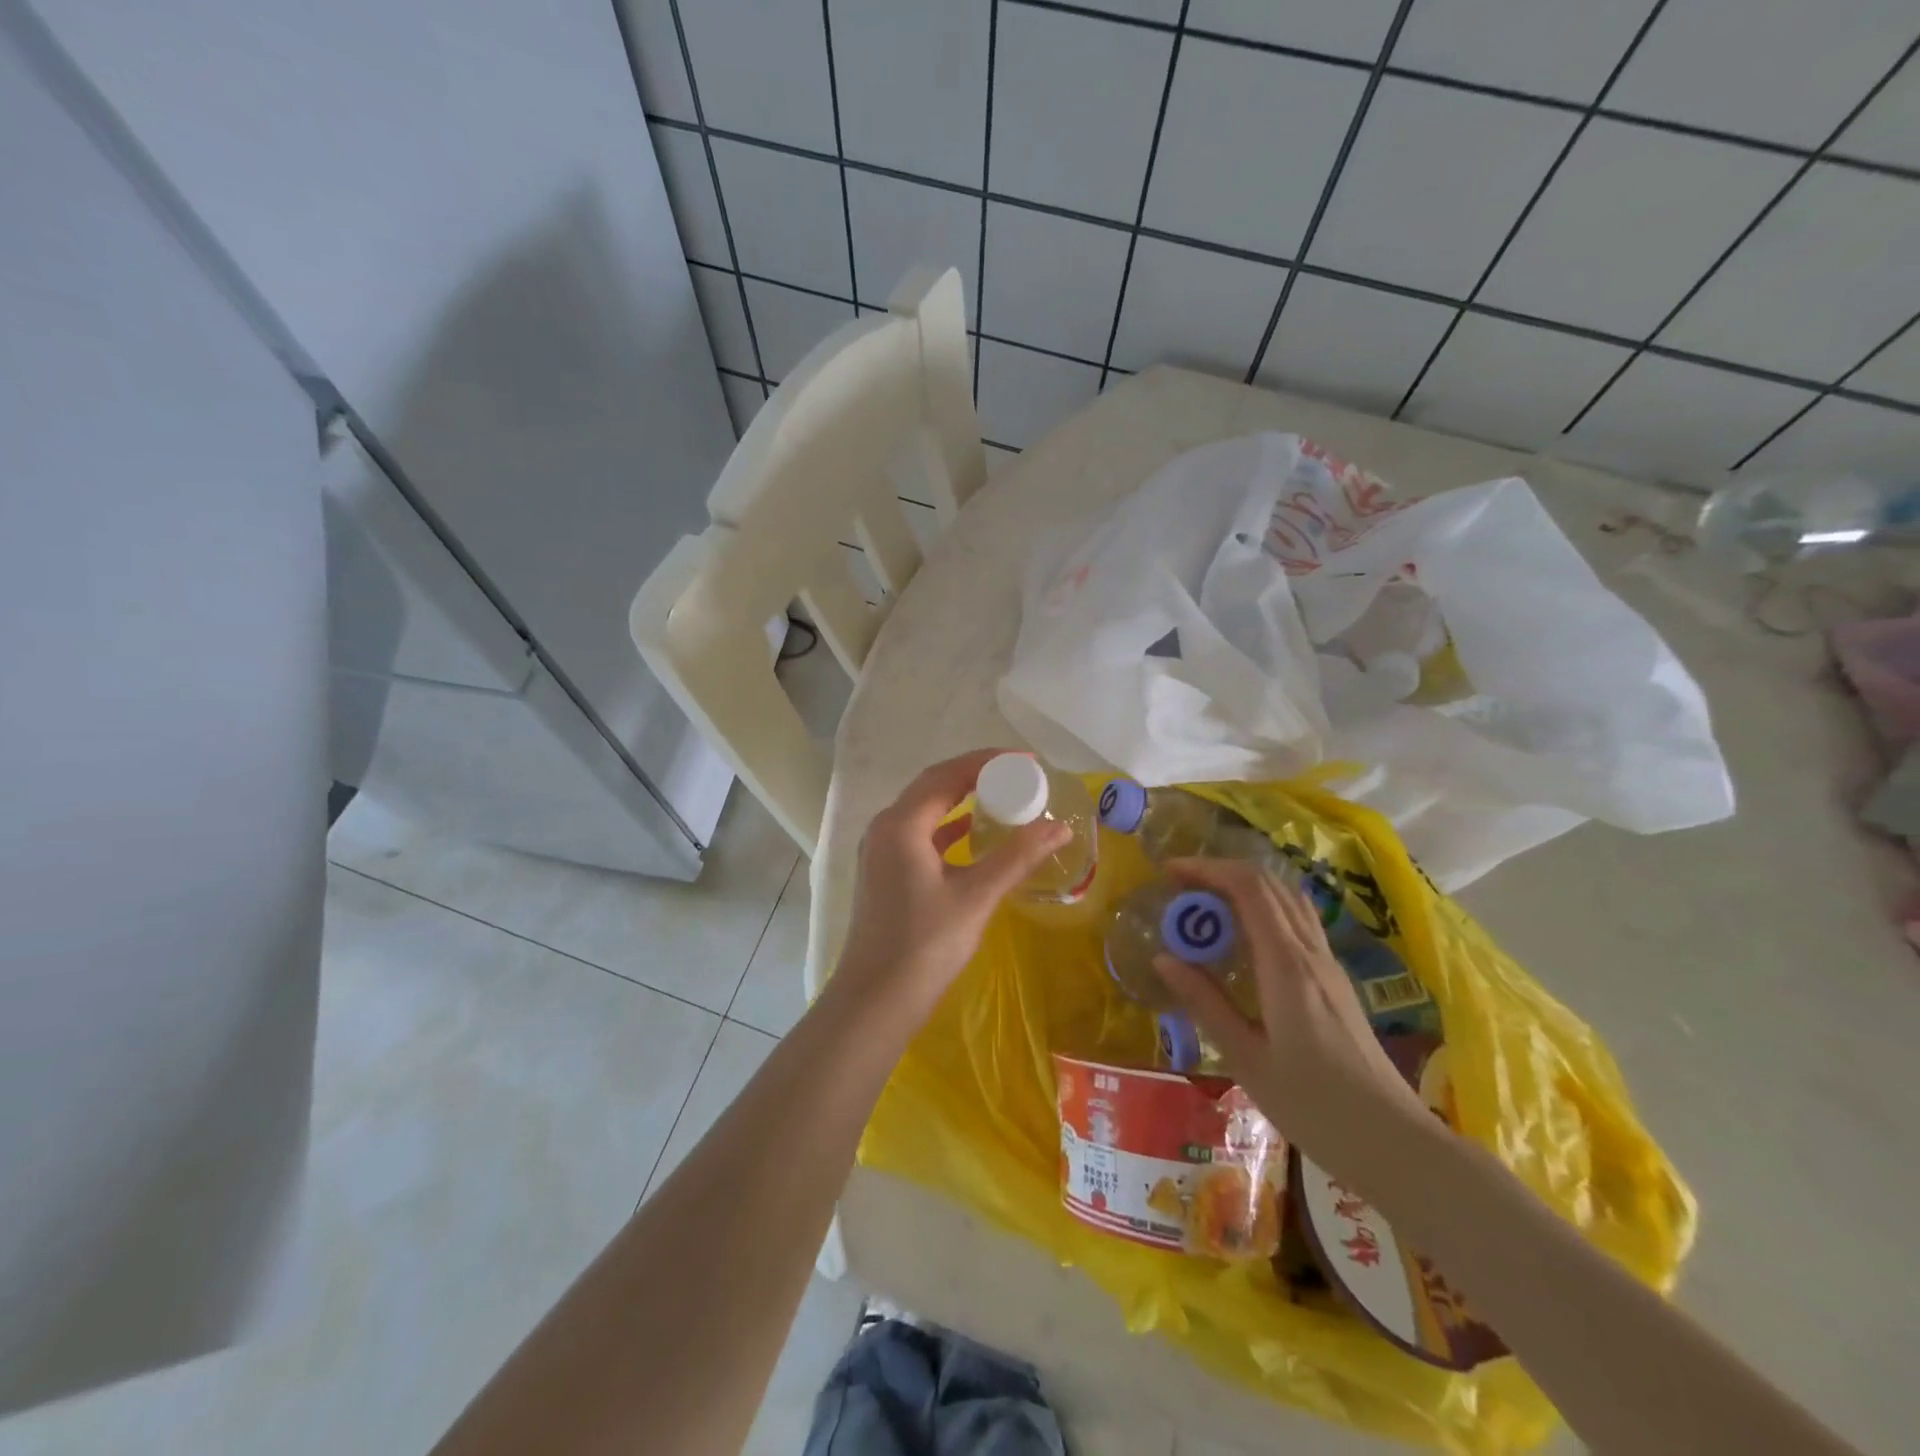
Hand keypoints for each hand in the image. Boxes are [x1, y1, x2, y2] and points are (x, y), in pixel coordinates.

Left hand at [830, 749, 1069, 1026]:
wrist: (876, 1000)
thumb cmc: (925, 945)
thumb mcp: (977, 897)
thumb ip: (1018, 857)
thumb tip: (1060, 828)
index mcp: (901, 824)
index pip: (946, 774)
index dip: (987, 762)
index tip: (1027, 760)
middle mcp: (885, 827)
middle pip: (933, 786)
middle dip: (976, 775)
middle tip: (1019, 775)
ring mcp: (881, 851)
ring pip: (925, 810)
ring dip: (961, 799)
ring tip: (1003, 796)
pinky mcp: (885, 872)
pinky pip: (920, 833)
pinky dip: (949, 827)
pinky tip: (974, 833)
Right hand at [1151, 858, 1432, 1190]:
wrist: (1394, 1142)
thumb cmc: (1314, 1106)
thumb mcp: (1246, 1059)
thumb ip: (1204, 1003)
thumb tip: (1162, 958)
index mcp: (1286, 965)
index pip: (1249, 888)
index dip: (1207, 868)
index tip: (1169, 872)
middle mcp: (1310, 953)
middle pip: (1269, 884)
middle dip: (1221, 872)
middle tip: (1180, 887)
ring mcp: (1327, 965)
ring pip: (1287, 900)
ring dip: (1244, 888)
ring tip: (1205, 905)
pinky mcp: (1334, 981)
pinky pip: (1296, 923)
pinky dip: (1262, 910)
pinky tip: (1241, 939)